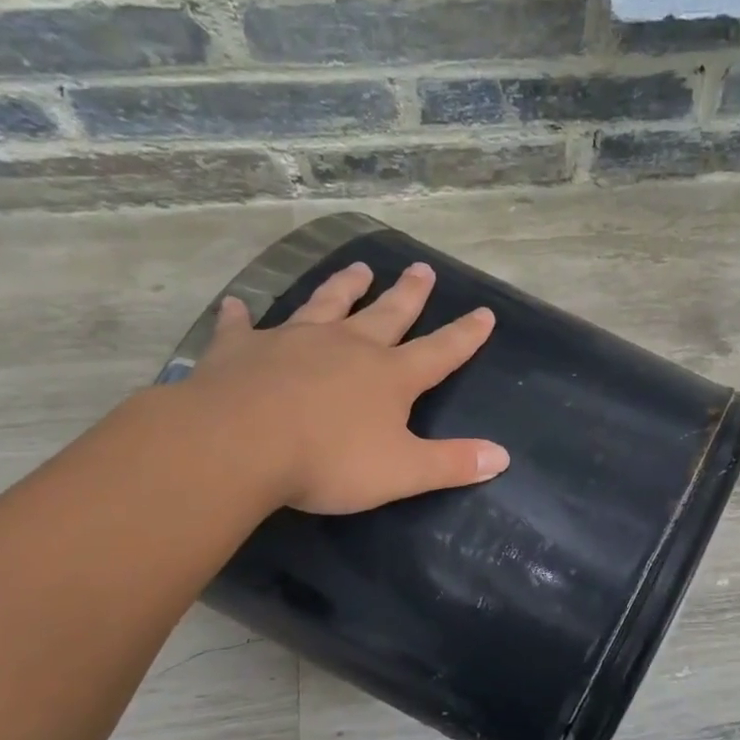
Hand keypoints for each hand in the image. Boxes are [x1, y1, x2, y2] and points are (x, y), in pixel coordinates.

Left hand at [180, 260, 508, 514]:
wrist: (239, 445)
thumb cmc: (329, 461)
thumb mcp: (402, 472)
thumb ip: (452, 464)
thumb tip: (502, 457)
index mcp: (389, 376)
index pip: (439, 351)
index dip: (465, 335)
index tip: (484, 312)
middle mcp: (347, 346)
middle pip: (386, 314)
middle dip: (408, 294)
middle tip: (422, 268)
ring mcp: (293, 341)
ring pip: (325, 305)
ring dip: (343, 286)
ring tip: (358, 268)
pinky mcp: (242, 349)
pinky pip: (243, 327)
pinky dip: (241, 316)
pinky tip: (237, 306)